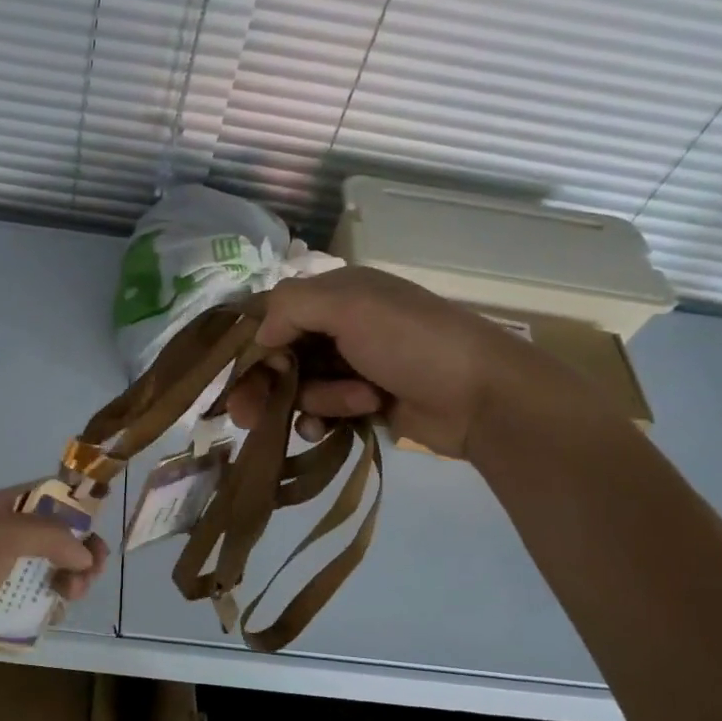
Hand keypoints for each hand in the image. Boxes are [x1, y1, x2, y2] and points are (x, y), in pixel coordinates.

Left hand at [0, 486, 108, 666]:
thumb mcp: (8, 534)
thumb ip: (54, 536)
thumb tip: (86, 555)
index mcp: (6, 509)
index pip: (51, 495)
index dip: (78, 504)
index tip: (100, 523)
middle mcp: (9, 536)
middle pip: (60, 537)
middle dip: (82, 551)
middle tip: (92, 570)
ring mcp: (6, 572)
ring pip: (54, 571)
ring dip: (73, 580)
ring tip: (73, 594)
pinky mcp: (4, 605)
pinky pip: (40, 600)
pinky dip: (54, 603)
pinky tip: (58, 610)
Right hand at [226, 266, 599, 457]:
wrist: (481, 397)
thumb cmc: (412, 342)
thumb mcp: (350, 306)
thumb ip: (291, 307)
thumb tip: (260, 337)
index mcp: (338, 293)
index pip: (275, 313)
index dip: (252, 343)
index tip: (240, 373)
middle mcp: (341, 325)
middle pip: (281, 355)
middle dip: (267, 383)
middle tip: (246, 416)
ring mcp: (353, 365)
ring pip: (300, 386)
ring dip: (315, 399)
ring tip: (351, 404)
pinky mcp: (363, 401)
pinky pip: (322, 411)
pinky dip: (324, 418)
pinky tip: (334, 427)